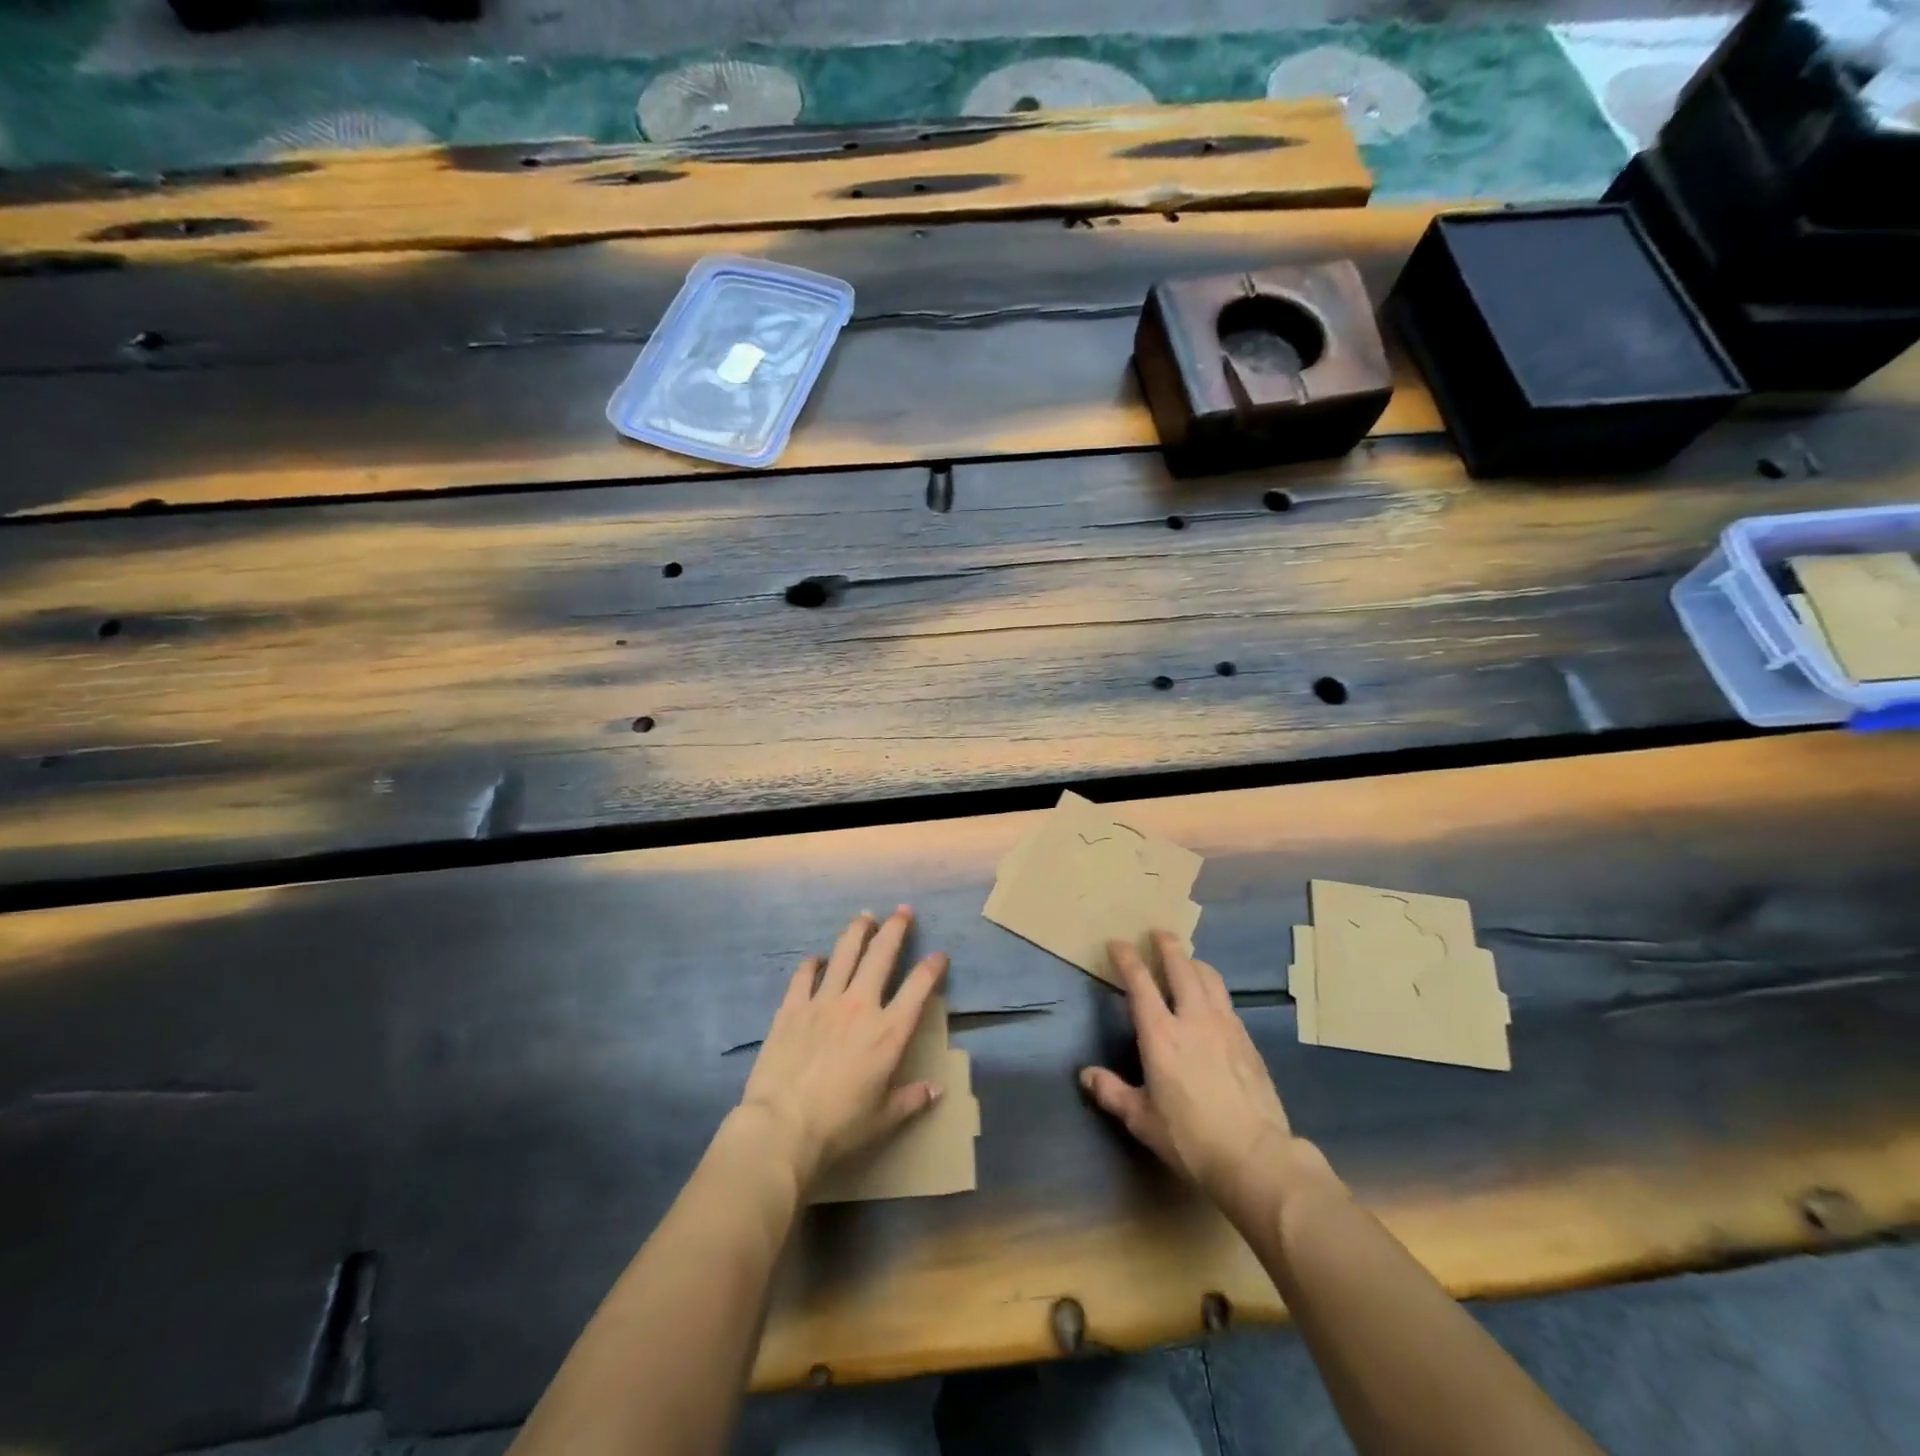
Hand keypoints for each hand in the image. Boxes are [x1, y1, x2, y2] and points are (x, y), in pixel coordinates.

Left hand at [740, 906, 948, 1190]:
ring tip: (865, 917)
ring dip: (858, 931)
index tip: (939, 955)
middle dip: (896, 928)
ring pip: (845, 953)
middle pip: (881, 954)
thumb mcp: (883, 1119)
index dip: (932, 967)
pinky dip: (813, 963)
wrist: (782, 1127)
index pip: (919, 987)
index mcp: (888, 1032)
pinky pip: (805, 974)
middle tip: (903, 911)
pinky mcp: (793, 1007)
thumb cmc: (839, 1126)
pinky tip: (817, 958)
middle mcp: (860, 1005)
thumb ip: (911, 1099)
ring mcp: (824, 1001)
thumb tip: (936, 1090)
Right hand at [1081, 931, 1312, 1215]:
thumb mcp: (1142, 1120)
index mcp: (1161, 1034)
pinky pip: (1227, 1001)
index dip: (1127, 959)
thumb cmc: (1190, 1138)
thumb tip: (1086, 1075)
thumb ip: (1112, 1093)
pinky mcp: (1247, 1040)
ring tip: (1187, 960)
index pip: (1140, 983)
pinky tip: (1212, 1000)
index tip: (1117, 943)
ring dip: (1194, 963)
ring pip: (1209, 978)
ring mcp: (1225, 1026)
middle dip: (1167, 946)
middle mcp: (1193, 1018)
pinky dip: (1213, 989)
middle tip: (1159, 933)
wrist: (1255, 1156)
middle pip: (1181, 967)